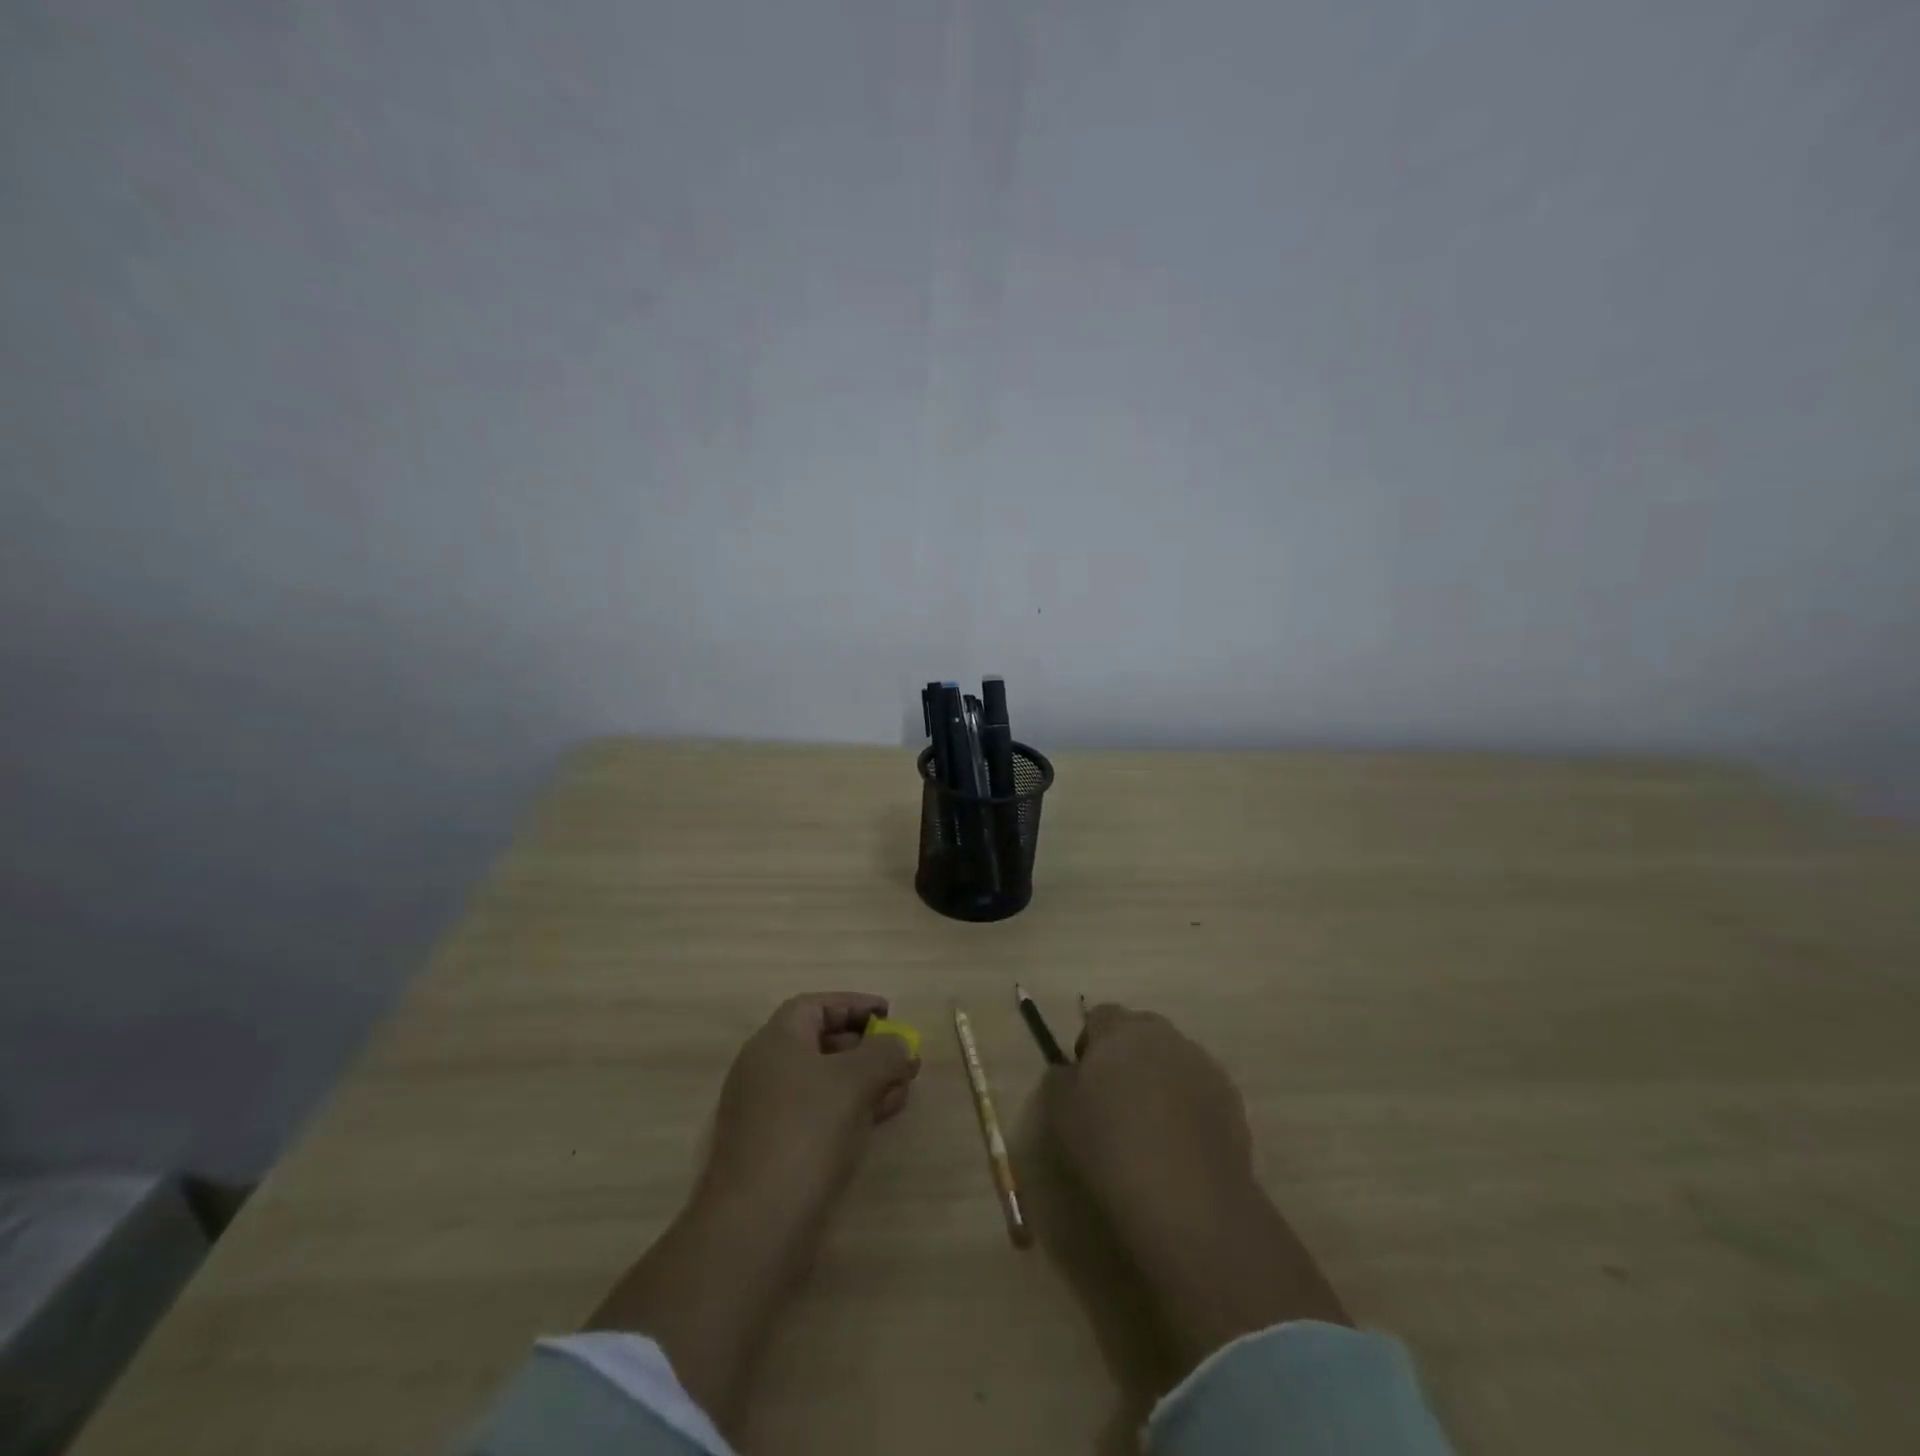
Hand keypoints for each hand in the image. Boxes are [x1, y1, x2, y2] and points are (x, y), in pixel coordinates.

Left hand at [699, 991, 919, 1228]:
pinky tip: (878, 1120)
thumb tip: (900, 1047)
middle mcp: (764, 1069)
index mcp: (776, 1040)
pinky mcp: (772, 1150)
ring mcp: (765, 1112)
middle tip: (900, 1055)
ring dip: (862, 1080)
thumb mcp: (857, 1079)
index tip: (890, 1015)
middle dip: (864, 1046)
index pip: (816, 1006)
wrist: (757, 1224)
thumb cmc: (808, 1131)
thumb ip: (885, 1052)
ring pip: (822, 1081)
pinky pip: (817, 1113)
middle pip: (819, 1042)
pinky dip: (849, 1108)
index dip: (855, 1004)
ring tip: (901, 1090)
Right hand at [1047, 1004, 1254, 1237]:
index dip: (1089, 1043)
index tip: (1084, 1080)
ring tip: (1151, 1126)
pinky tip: (1180, 1144)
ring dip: (1160, 1078)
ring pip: (1173, 1059)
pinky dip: (1188, 1105)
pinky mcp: (1231, 1098)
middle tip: (1116, 1100)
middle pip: (1140, 1032)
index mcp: (1120, 1030)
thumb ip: (1060, 1079)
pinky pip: (1199, 1089)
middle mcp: (1163, 1034)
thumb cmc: (1111, 1145)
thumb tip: (1070, 1071)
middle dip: (1127, 1056)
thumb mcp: (1060, 1112)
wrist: (1187, 1197)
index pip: (1100, 1016)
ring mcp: (1202, 1063)